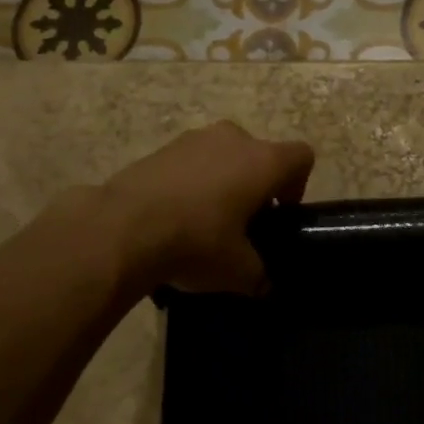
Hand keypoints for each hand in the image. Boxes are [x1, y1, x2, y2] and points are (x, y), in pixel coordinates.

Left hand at [100, 121, 314, 293]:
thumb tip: (264, 285)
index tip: (278, 216)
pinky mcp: (159, 148)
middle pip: (259, 155)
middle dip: (255, 185)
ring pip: (222, 156)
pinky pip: (189, 163)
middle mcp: (234, 138)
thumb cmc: (197, 242)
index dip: (297, 186)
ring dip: (222, 182)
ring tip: (204, 222)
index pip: (302, 157)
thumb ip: (260, 275)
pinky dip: (189, 184)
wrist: (122, 228)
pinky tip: (173, 217)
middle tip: (242, 224)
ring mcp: (193, 139)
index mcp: (264, 160)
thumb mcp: (239, 271)